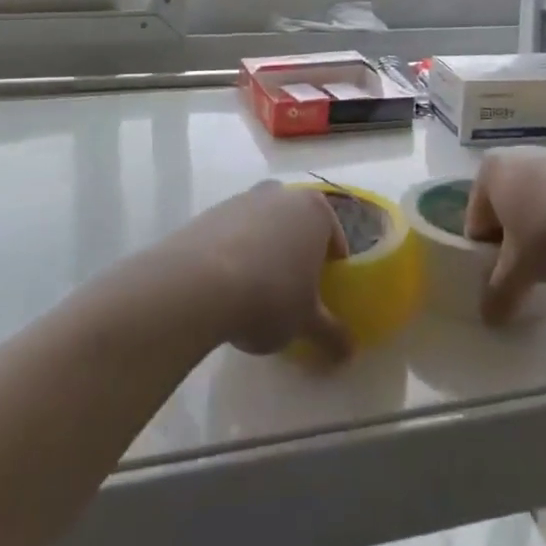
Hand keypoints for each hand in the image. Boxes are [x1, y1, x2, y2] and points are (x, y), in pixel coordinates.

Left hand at [170, 181, 351, 360]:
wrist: (197, 284)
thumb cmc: (270, 295)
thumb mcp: (307, 322)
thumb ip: (332, 333)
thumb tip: (349, 351)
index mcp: (315, 210)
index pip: (334, 237)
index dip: (331, 267)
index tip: (322, 294)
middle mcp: (281, 194)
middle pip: (296, 226)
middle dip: (296, 253)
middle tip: (291, 291)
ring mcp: (242, 199)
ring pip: (263, 227)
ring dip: (263, 252)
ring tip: (253, 292)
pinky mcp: (209, 213)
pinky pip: (231, 235)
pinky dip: (233, 254)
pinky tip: (225, 287)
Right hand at [465, 148, 545, 324]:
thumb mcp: (522, 269)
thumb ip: (500, 293)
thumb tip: (488, 318)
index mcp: (489, 172)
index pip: (476, 224)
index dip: (488, 258)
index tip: (507, 279)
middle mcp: (516, 155)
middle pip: (505, 211)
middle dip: (515, 242)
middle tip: (533, 270)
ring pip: (535, 203)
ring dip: (542, 230)